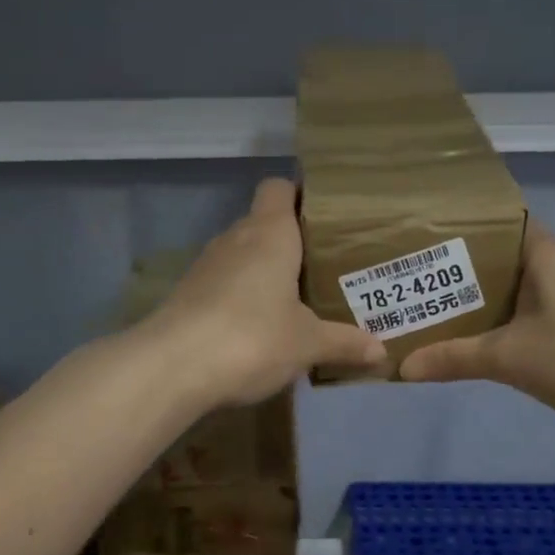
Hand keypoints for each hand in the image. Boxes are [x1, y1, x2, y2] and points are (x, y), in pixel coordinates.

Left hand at [146, 178, 386, 406]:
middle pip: (263, 222)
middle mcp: (235, 238)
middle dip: (289, 241)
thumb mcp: (307, 343)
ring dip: (263, 271)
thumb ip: (344, 342)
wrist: (172, 367)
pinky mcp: (187, 294)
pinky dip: (240, 295)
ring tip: (294, 298)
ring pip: (241, 254)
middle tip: (322, 266)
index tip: (324, 217)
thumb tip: (381, 353)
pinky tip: (257, 326)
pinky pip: (222, 282)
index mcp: (270, 233)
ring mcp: (206, 265)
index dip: (300, 194)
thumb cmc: (253, 337)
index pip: (279, 187)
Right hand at [398, 222, 554, 430]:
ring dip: (485, 294)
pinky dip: (507, 313)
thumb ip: (453, 358)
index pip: (500, 221)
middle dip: (464, 266)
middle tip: (419, 277)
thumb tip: (402, 367)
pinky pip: (534, 304)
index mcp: (546, 253)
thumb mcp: (507, 358)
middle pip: (504, 253)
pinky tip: (481, 333)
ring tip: (438, 304)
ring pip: (519, 282)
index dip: (463, 227)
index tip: (425, 238)